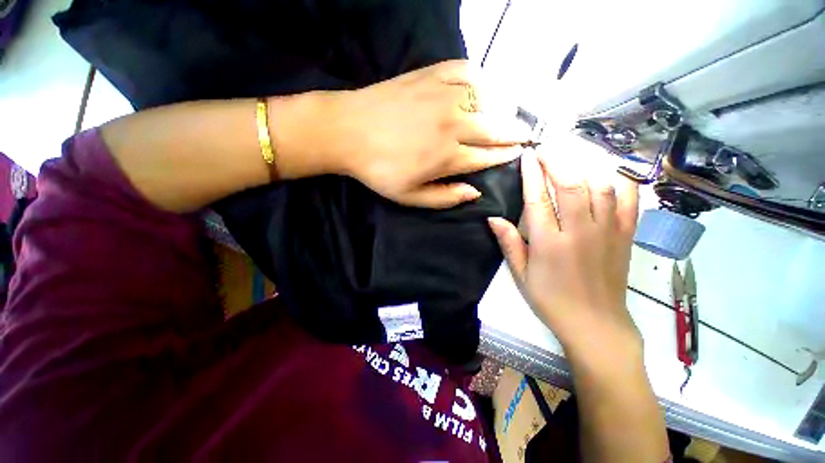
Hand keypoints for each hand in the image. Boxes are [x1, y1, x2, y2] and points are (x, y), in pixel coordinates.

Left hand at [279, 60, 528, 207]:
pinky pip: (465, 71)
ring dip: (501, 107)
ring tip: (507, 113)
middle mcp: (453, 124)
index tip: (519, 153)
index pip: (488, 156)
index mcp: (448, 156)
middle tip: (527, 133)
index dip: (506, 155)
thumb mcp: (410, 197)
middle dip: (515, 132)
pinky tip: (481, 85)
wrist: (347, 131)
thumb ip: (446, 197)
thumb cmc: (379, 170)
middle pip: (495, 128)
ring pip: (486, 99)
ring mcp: (442, 96)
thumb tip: (476, 192)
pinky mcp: (430, 75)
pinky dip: (479, 78)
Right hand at [487, 152, 641, 361]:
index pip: (538, 199)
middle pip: (570, 185)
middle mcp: (580, 232)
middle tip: (545, 148)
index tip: (527, 156)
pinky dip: (621, 181)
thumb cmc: (552, 300)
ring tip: (570, 155)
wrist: (596, 325)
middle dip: (556, 161)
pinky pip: (629, 200)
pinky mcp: (626, 236)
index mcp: (549, 244)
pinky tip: (608, 171)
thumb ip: (509, 243)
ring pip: (599, 186)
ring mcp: (608, 232)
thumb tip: (493, 218)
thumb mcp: (522, 275)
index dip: (531, 174)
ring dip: (583, 165)